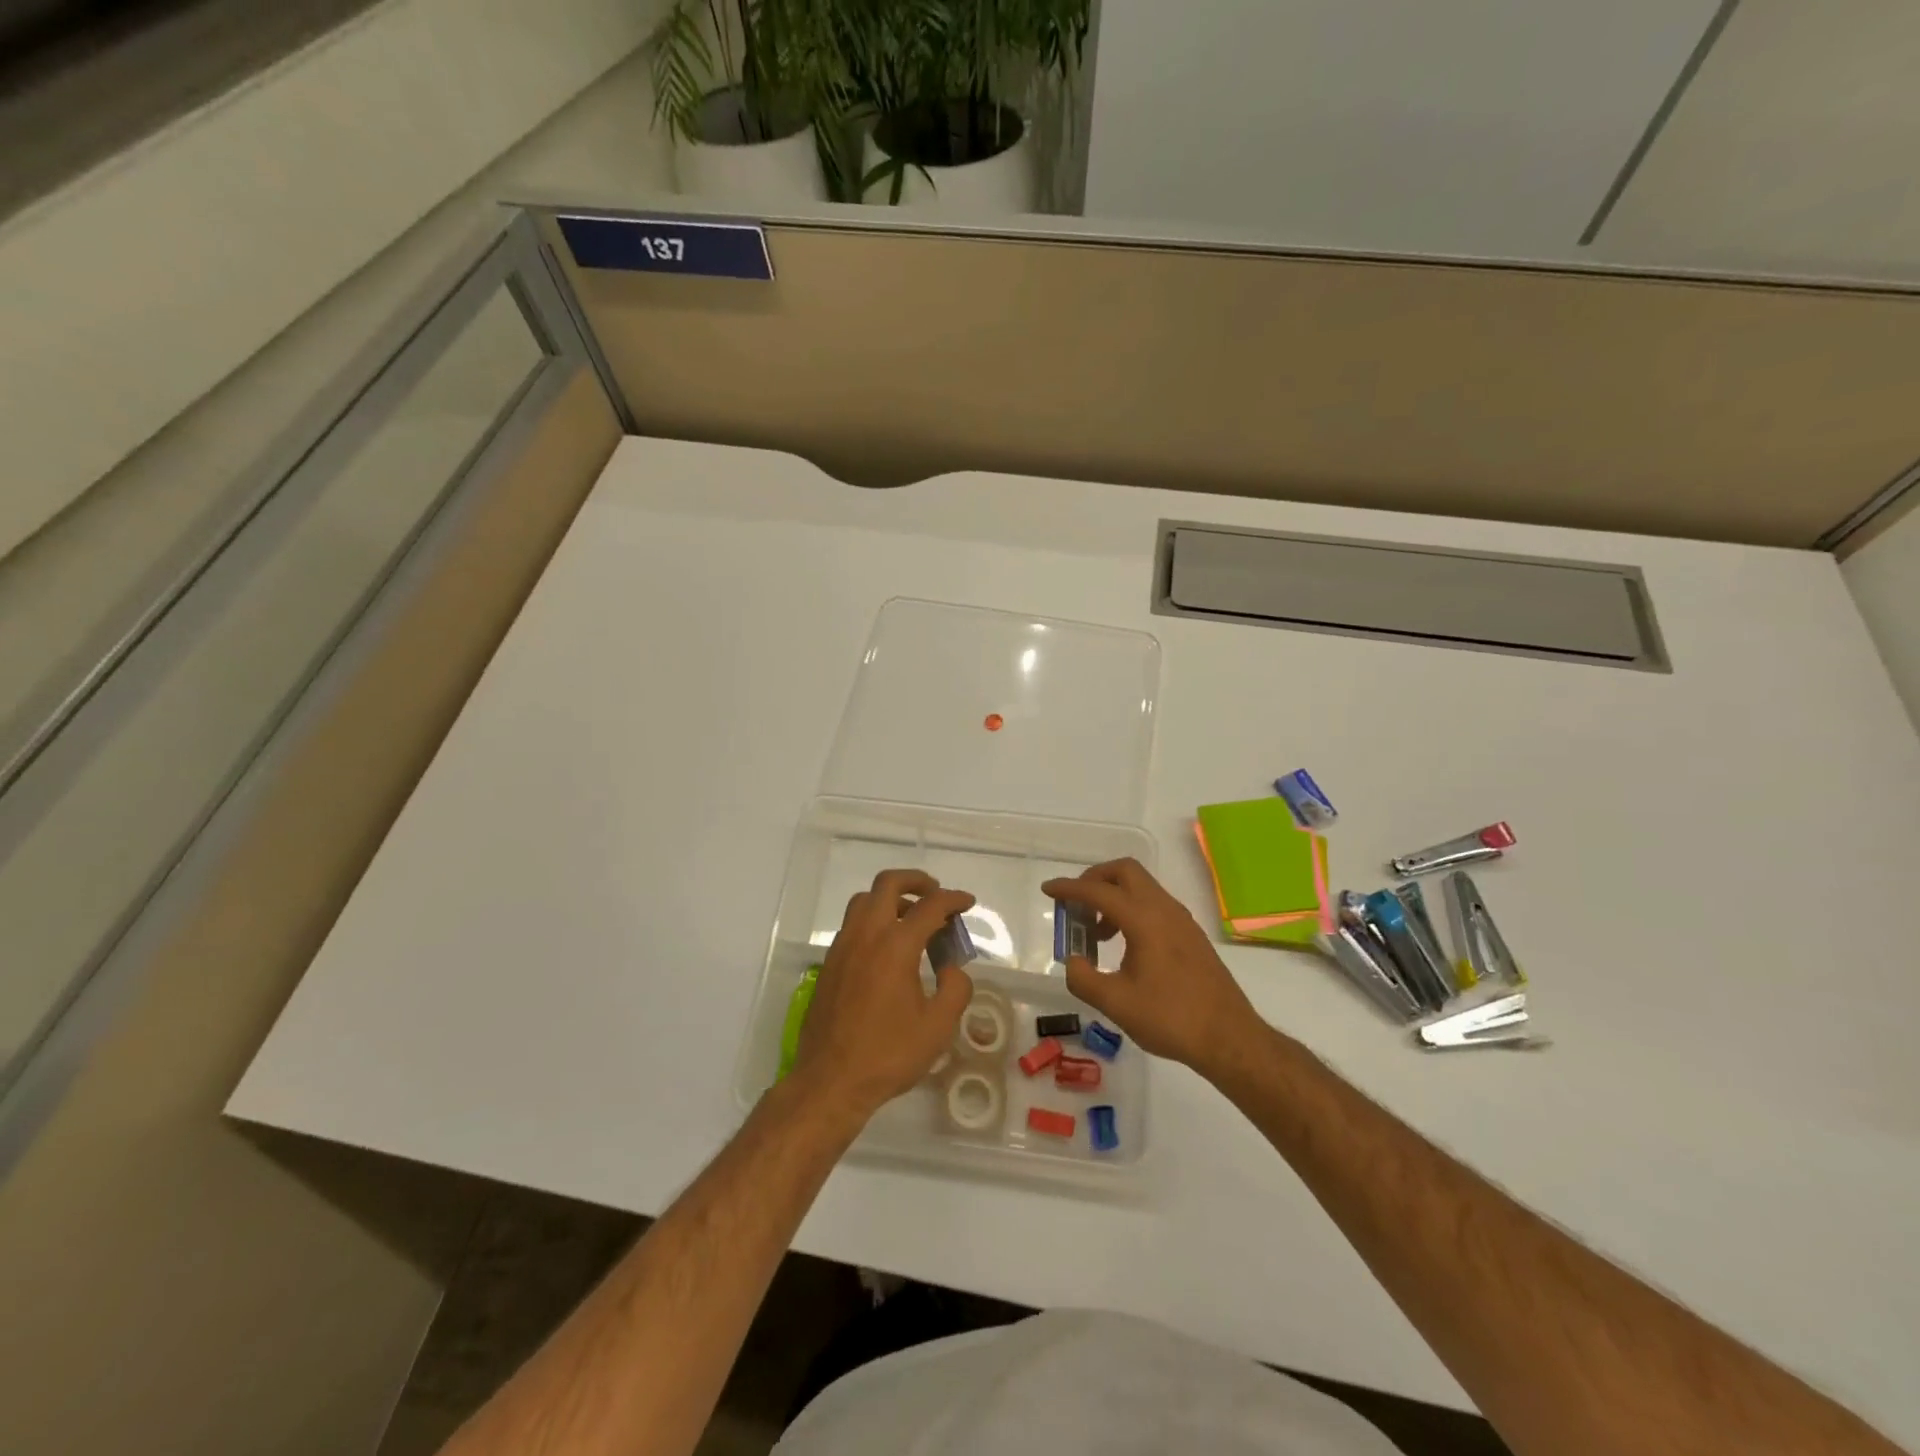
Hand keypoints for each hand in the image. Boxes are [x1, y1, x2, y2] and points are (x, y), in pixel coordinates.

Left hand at [788, 869, 975, 1127]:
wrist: (830, 1080)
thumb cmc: (888, 1054)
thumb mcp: (938, 1027)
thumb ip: (955, 989)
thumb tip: (952, 968)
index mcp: (896, 946)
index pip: (930, 906)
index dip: (953, 899)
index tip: (967, 903)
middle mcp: (867, 935)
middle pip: (888, 884)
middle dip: (917, 881)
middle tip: (936, 895)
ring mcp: (844, 946)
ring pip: (865, 900)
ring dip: (891, 897)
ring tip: (912, 917)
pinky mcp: (831, 962)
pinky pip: (853, 923)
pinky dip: (874, 918)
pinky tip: (888, 946)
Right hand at [1043, 858, 1258, 1072]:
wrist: (1229, 1038)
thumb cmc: (1171, 1018)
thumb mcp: (1116, 1004)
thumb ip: (1084, 978)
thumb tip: (1074, 961)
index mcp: (1144, 919)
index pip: (1098, 891)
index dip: (1069, 889)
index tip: (1048, 890)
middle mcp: (1164, 909)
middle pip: (1125, 872)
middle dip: (1095, 879)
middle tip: (1077, 905)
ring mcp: (1181, 920)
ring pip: (1142, 887)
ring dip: (1114, 897)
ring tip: (1097, 934)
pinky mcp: (1190, 934)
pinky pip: (1154, 905)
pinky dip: (1132, 910)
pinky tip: (1124, 946)